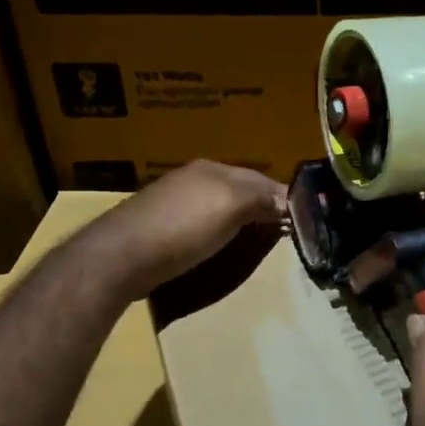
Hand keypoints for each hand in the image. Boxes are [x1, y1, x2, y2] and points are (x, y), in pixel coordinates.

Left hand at [81, 160, 286, 302]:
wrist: (121, 256)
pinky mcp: (160, 227)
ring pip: (220, 207)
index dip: (282, 198)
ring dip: (240, 221)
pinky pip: (201, 225)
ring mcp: (174, 202)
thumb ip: (260, 199)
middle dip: (262, 207)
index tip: (303, 220)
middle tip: (284, 233)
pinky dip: (218, 233)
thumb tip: (287, 202)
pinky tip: (220, 247)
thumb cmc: (183, 227)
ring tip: (257, 241)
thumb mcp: (231, 206)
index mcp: (213, 169)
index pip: (260, 178)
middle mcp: (194, 179)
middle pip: (240, 191)